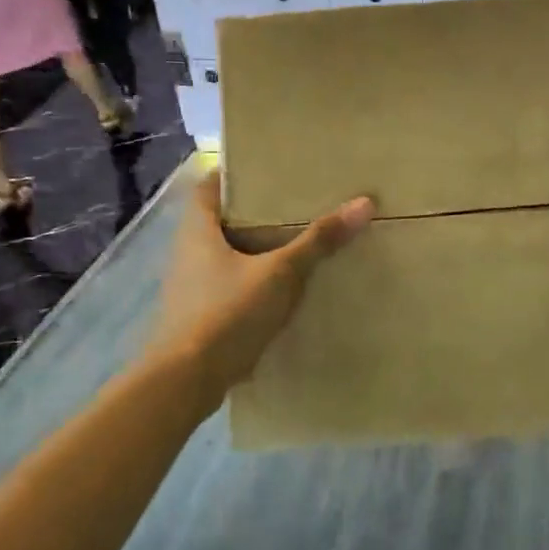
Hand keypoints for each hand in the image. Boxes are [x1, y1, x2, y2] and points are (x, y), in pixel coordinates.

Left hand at [153, 170, 373, 400]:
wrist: (185, 382)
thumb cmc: (227, 313)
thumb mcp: (281, 273)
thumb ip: (319, 240)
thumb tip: (364, 203)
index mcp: (198, 229)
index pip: (208, 185)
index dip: (235, 173)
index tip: (268, 167)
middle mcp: (187, 252)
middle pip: (221, 219)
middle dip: (254, 211)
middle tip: (295, 201)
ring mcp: (190, 286)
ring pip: (226, 254)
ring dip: (255, 248)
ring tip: (296, 241)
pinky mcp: (199, 316)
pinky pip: (229, 285)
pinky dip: (253, 280)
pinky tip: (282, 287)